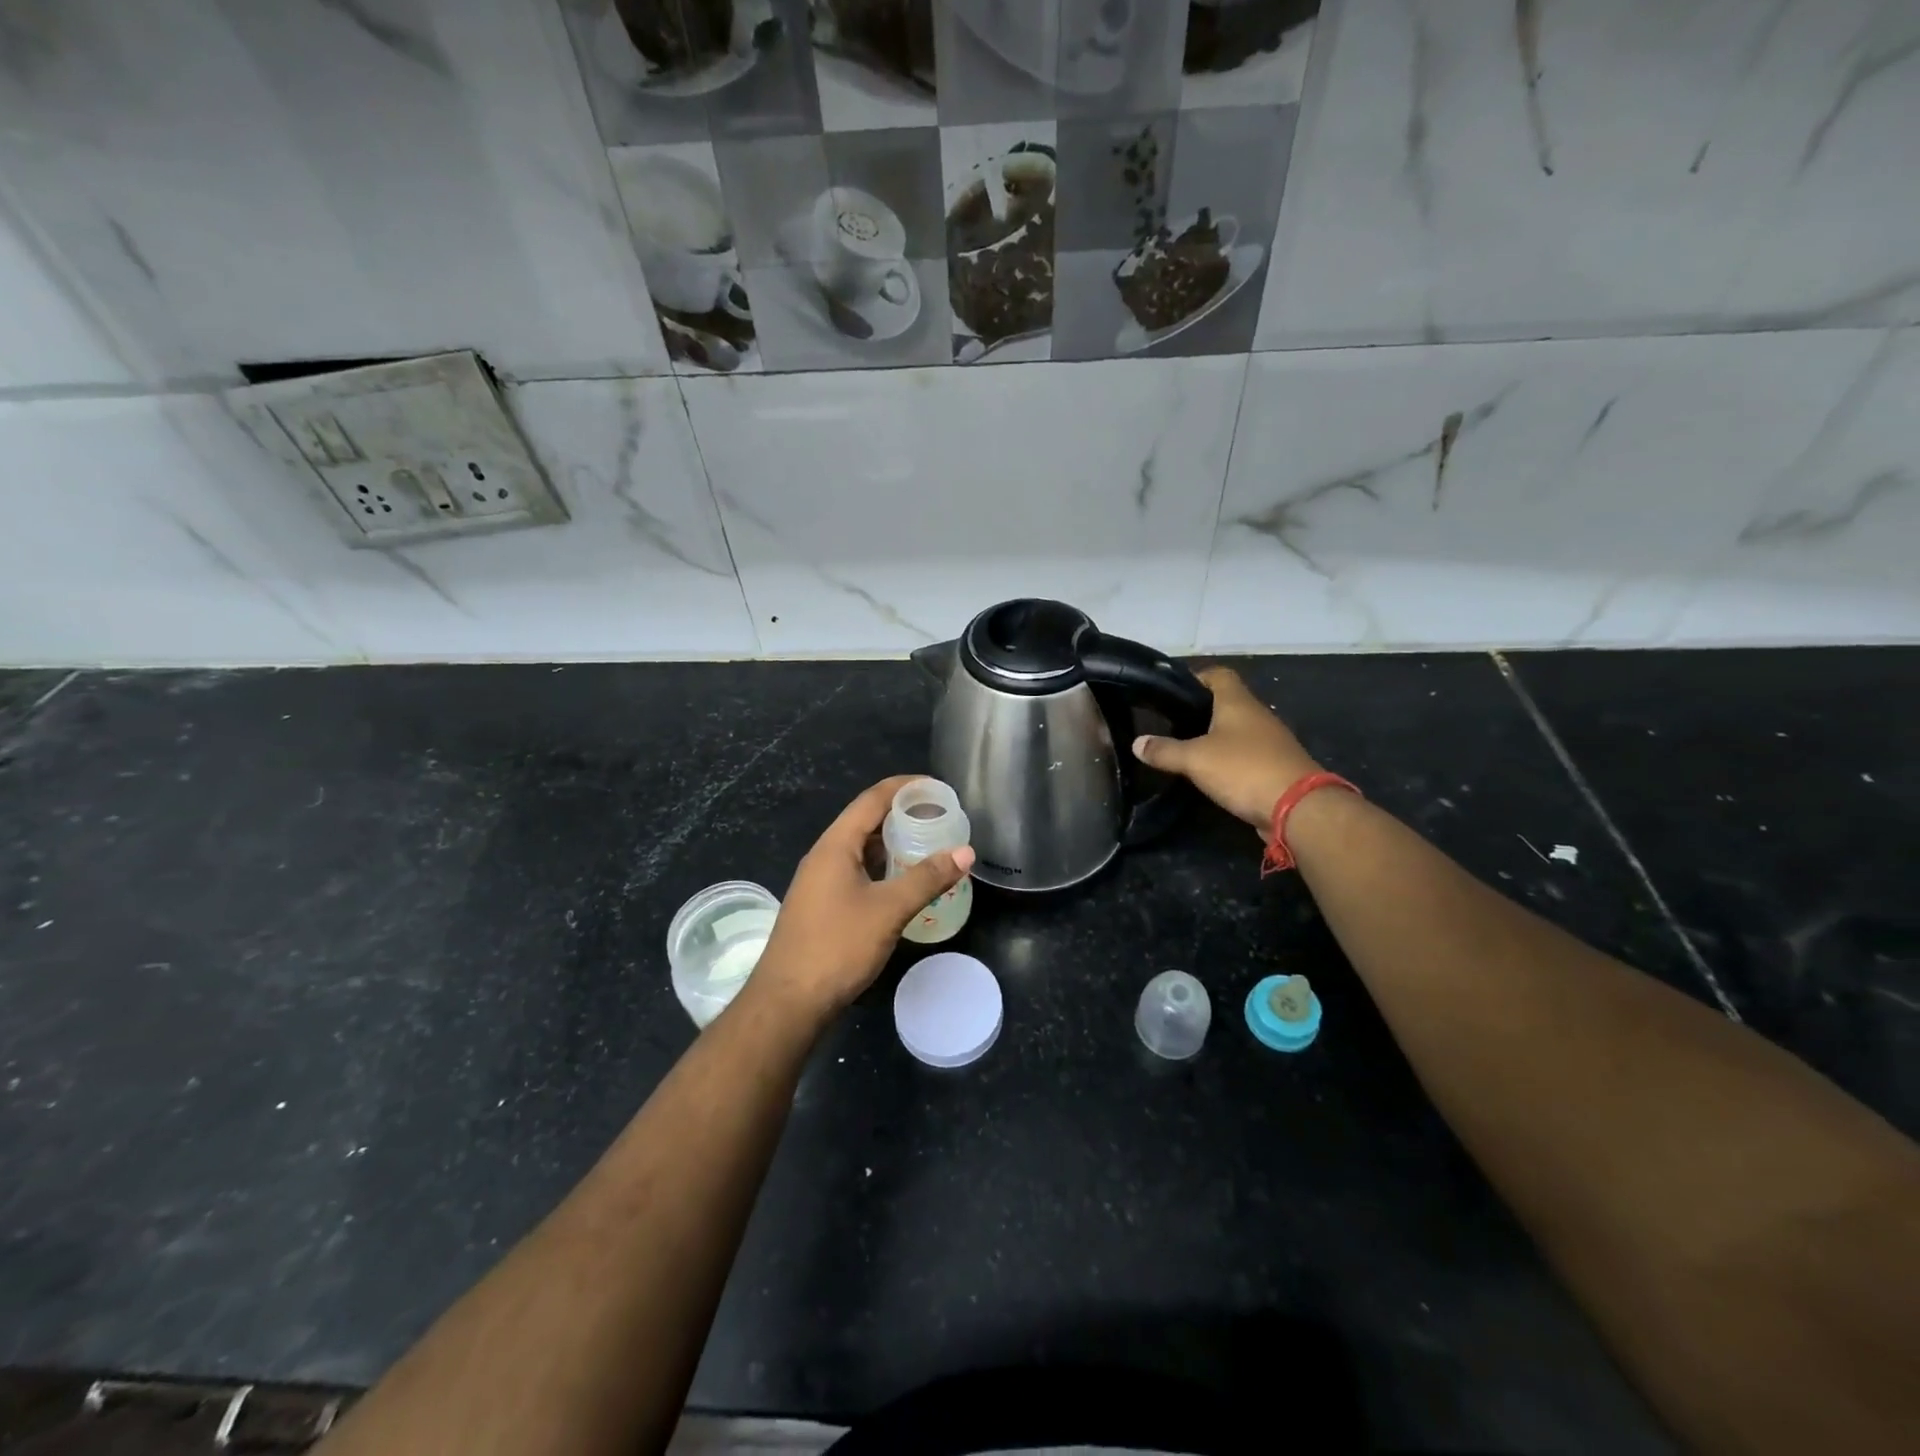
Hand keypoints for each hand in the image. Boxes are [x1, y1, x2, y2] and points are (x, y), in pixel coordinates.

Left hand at [752, 776, 974, 1018]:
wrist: (788, 1002)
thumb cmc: (837, 947)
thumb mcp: (889, 910)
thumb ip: (927, 878)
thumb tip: (965, 852)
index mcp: (835, 846)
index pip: (872, 799)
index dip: (905, 787)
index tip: (937, 786)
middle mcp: (824, 856)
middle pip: (866, 821)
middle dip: (902, 815)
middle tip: (940, 818)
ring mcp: (820, 882)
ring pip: (861, 849)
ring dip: (893, 843)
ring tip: (929, 845)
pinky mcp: (822, 905)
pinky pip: (857, 872)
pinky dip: (883, 868)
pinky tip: (903, 882)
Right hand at [1133, 666, 1319, 834]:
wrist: (1298, 807)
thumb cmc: (1243, 769)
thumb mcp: (1195, 759)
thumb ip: (1165, 751)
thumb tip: (1137, 743)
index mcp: (1238, 702)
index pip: (1218, 674)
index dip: (1196, 677)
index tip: (1173, 690)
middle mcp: (1257, 715)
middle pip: (1227, 702)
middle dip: (1201, 710)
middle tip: (1171, 723)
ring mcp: (1270, 741)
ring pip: (1237, 730)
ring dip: (1215, 737)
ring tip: (1185, 748)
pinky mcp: (1276, 766)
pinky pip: (1246, 754)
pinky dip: (1229, 759)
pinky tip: (1211, 772)